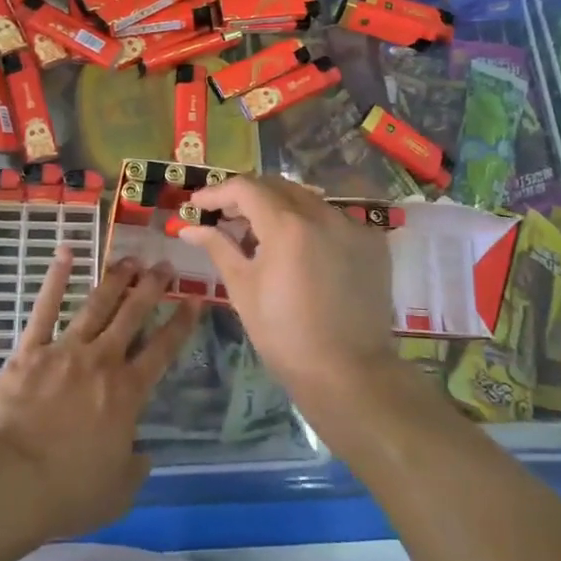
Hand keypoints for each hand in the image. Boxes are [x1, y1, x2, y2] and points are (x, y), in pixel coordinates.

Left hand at [0, 248, 202, 542]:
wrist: (10, 481)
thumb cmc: (67, 492)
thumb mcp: (117, 493)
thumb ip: (135, 469)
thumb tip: (142, 454)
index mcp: (127, 393)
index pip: (162, 350)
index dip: (180, 323)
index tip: (194, 300)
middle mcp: (101, 361)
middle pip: (132, 315)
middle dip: (151, 287)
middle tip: (165, 265)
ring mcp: (65, 350)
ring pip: (96, 305)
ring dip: (115, 279)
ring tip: (130, 259)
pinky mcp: (29, 351)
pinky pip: (44, 308)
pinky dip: (55, 279)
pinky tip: (65, 253)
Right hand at [176, 176, 399, 423]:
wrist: (348, 373)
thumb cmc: (285, 335)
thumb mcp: (243, 289)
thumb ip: (218, 247)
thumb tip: (189, 227)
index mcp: (287, 225)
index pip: (245, 188)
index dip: (217, 193)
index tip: (197, 206)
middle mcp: (323, 214)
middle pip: (277, 186)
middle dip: (246, 196)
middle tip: (224, 217)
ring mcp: (352, 226)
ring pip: (306, 200)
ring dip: (278, 208)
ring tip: (259, 234)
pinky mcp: (371, 243)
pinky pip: (332, 219)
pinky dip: (309, 225)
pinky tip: (298, 251)